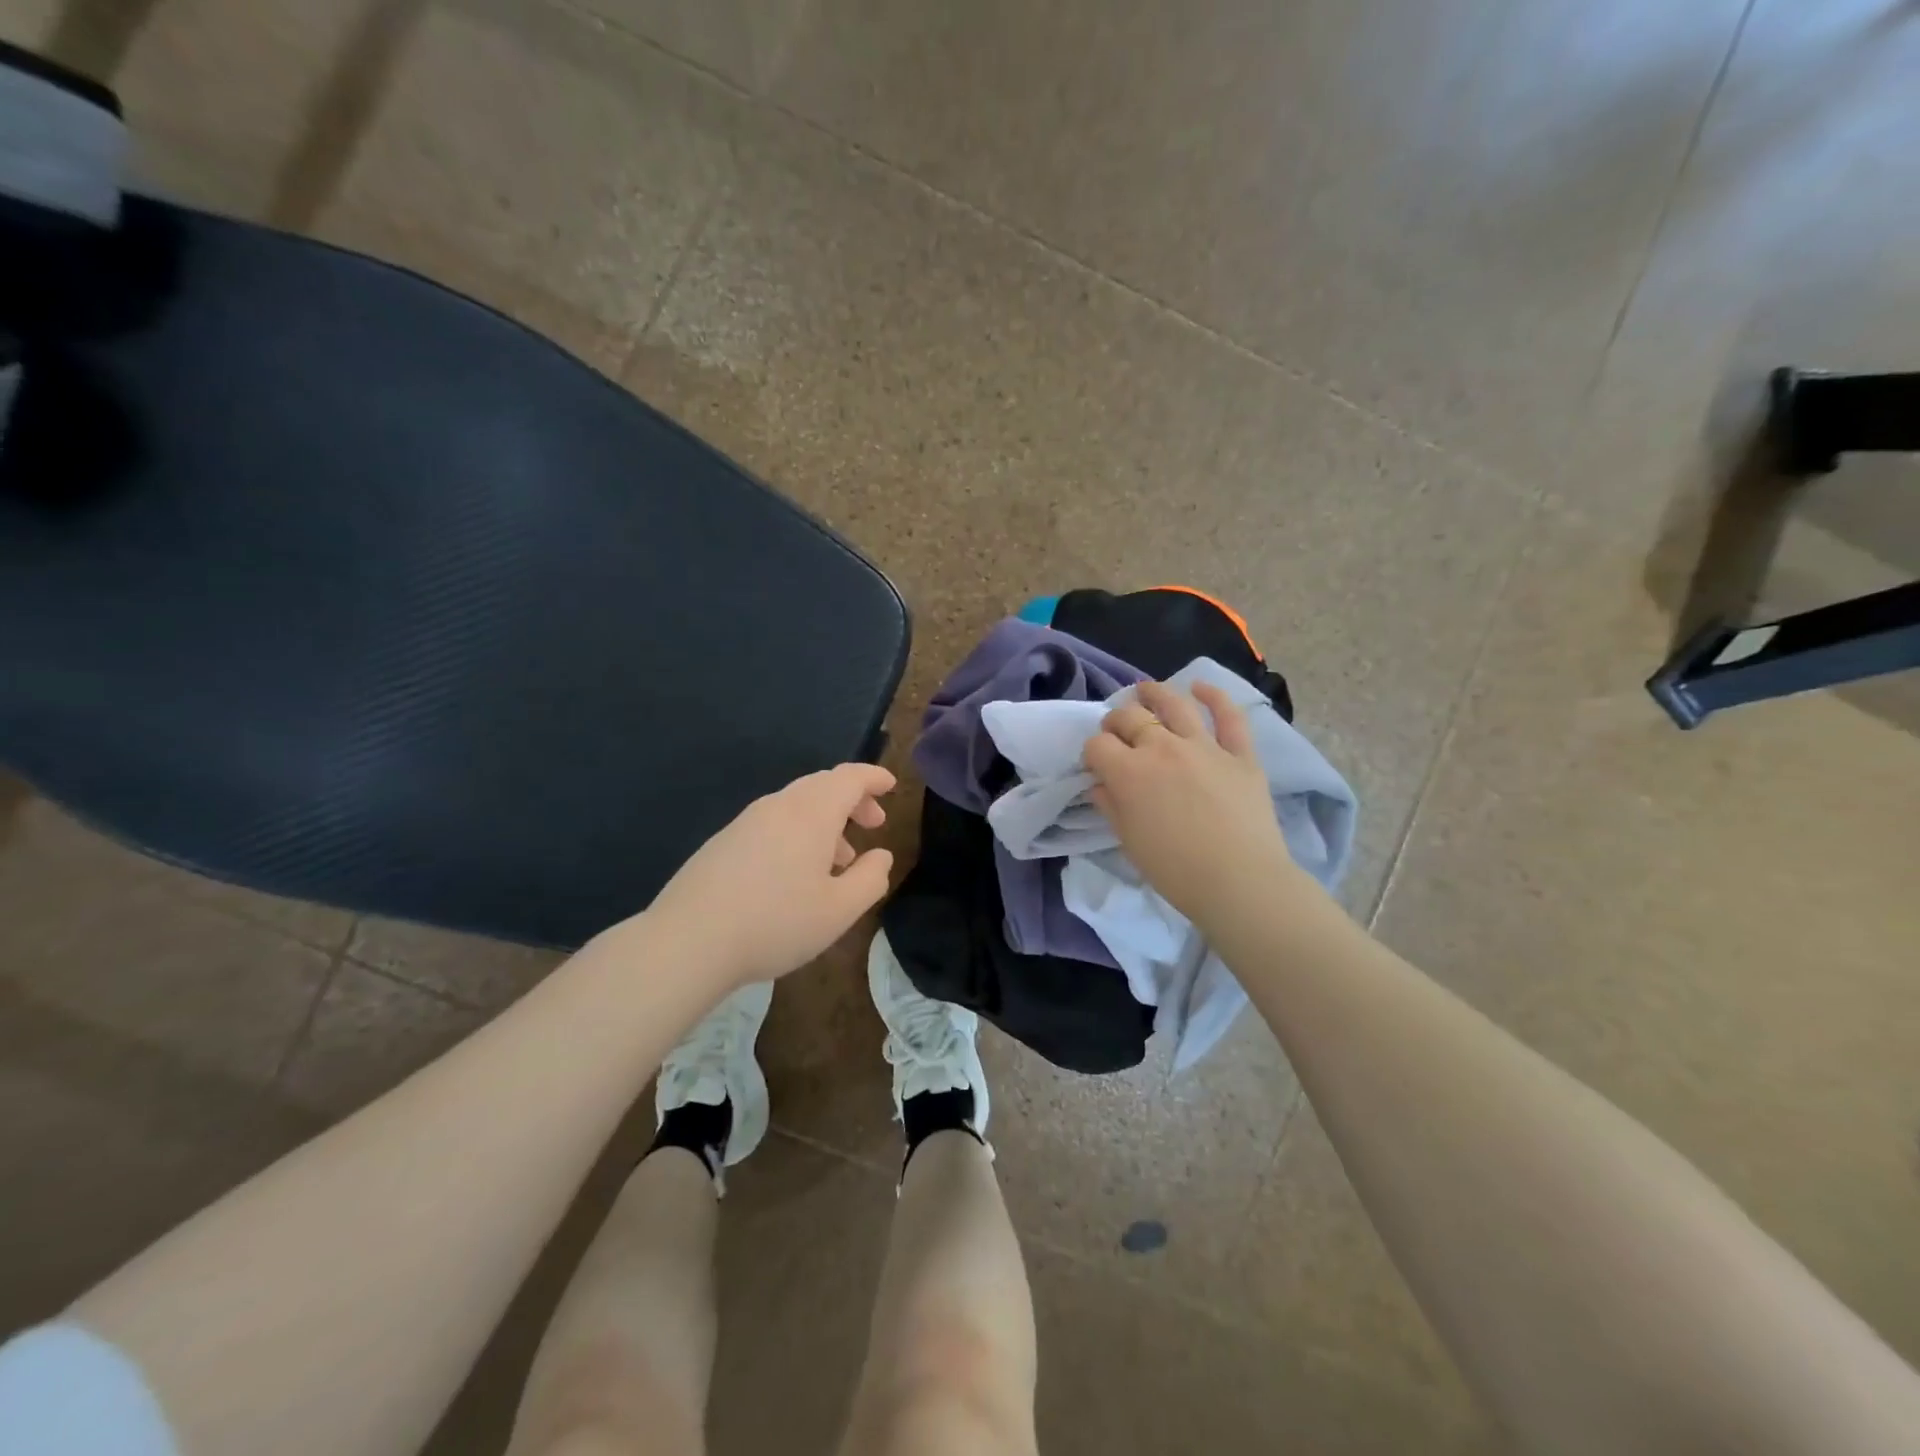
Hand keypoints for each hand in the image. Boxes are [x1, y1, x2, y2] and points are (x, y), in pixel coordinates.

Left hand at [648, 763, 896, 987]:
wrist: (688, 941)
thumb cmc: (776, 922)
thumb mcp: (839, 910)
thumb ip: (871, 879)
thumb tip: (881, 855)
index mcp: (811, 813)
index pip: (850, 777)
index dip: (874, 778)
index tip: (891, 787)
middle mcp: (779, 806)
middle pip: (823, 786)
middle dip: (853, 800)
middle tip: (873, 823)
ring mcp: (746, 822)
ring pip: (797, 805)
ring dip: (825, 821)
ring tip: (838, 859)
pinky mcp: (724, 842)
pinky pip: (773, 822)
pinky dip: (798, 833)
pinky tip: (795, 874)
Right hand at [1084, 682, 1304, 929]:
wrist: (1239, 882)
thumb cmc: (1175, 870)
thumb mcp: (1128, 841)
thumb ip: (1111, 806)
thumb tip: (1102, 784)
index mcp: (1129, 772)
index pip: (1098, 746)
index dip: (1092, 752)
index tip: (1095, 765)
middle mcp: (1162, 748)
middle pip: (1130, 718)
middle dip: (1116, 721)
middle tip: (1115, 731)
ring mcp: (1204, 747)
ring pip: (1174, 704)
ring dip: (1155, 693)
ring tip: (1145, 690)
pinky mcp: (1240, 754)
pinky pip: (1229, 716)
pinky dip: (1214, 697)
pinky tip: (1201, 687)